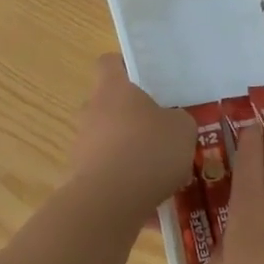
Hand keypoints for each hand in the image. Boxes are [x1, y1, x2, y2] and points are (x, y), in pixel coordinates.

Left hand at [68, 54, 196, 216]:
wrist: (110, 200)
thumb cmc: (149, 150)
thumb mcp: (183, 129)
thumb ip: (178, 119)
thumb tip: (172, 121)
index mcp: (114, 88)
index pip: (110, 63)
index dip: (127, 68)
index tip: (148, 82)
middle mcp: (91, 110)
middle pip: (109, 104)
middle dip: (131, 116)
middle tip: (160, 131)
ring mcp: (82, 144)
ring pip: (108, 139)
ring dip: (127, 149)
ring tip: (157, 170)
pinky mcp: (79, 175)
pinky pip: (107, 170)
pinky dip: (123, 179)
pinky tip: (147, 196)